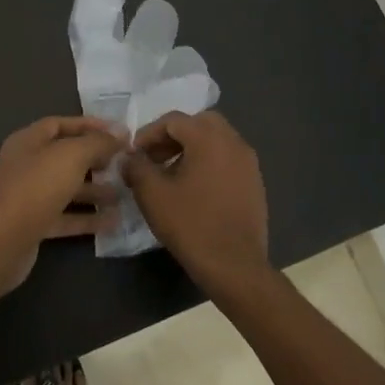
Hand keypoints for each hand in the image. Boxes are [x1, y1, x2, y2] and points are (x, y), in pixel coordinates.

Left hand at [0, 116, 125, 293]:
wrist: (3, 240)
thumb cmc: (36, 187)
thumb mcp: (71, 155)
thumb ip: (98, 142)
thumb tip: (120, 134)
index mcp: (28, 142)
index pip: (60, 124)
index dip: (89, 125)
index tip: (119, 133)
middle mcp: (26, 166)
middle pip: (65, 157)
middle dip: (95, 159)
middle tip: (124, 164)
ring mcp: (29, 197)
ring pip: (67, 189)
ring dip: (95, 191)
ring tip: (124, 194)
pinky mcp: (34, 225)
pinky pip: (65, 217)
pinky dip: (87, 218)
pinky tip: (113, 222)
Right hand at [120, 111, 268, 282]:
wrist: (234, 264)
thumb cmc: (190, 224)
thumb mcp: (152, 194)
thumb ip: (136, 167)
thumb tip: (129, 158)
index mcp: (210, 138)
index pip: (174, 120)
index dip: (149, 133)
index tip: (134, 154)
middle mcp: (234, 142)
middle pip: (200, 124)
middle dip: (173, 136)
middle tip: (154, 158)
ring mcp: (249, 163)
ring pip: (216, 141)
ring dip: (191, 149)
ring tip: (171, 174)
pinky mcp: (255, 183)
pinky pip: (228, 160)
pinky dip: (208, 163)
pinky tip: (194, 190)